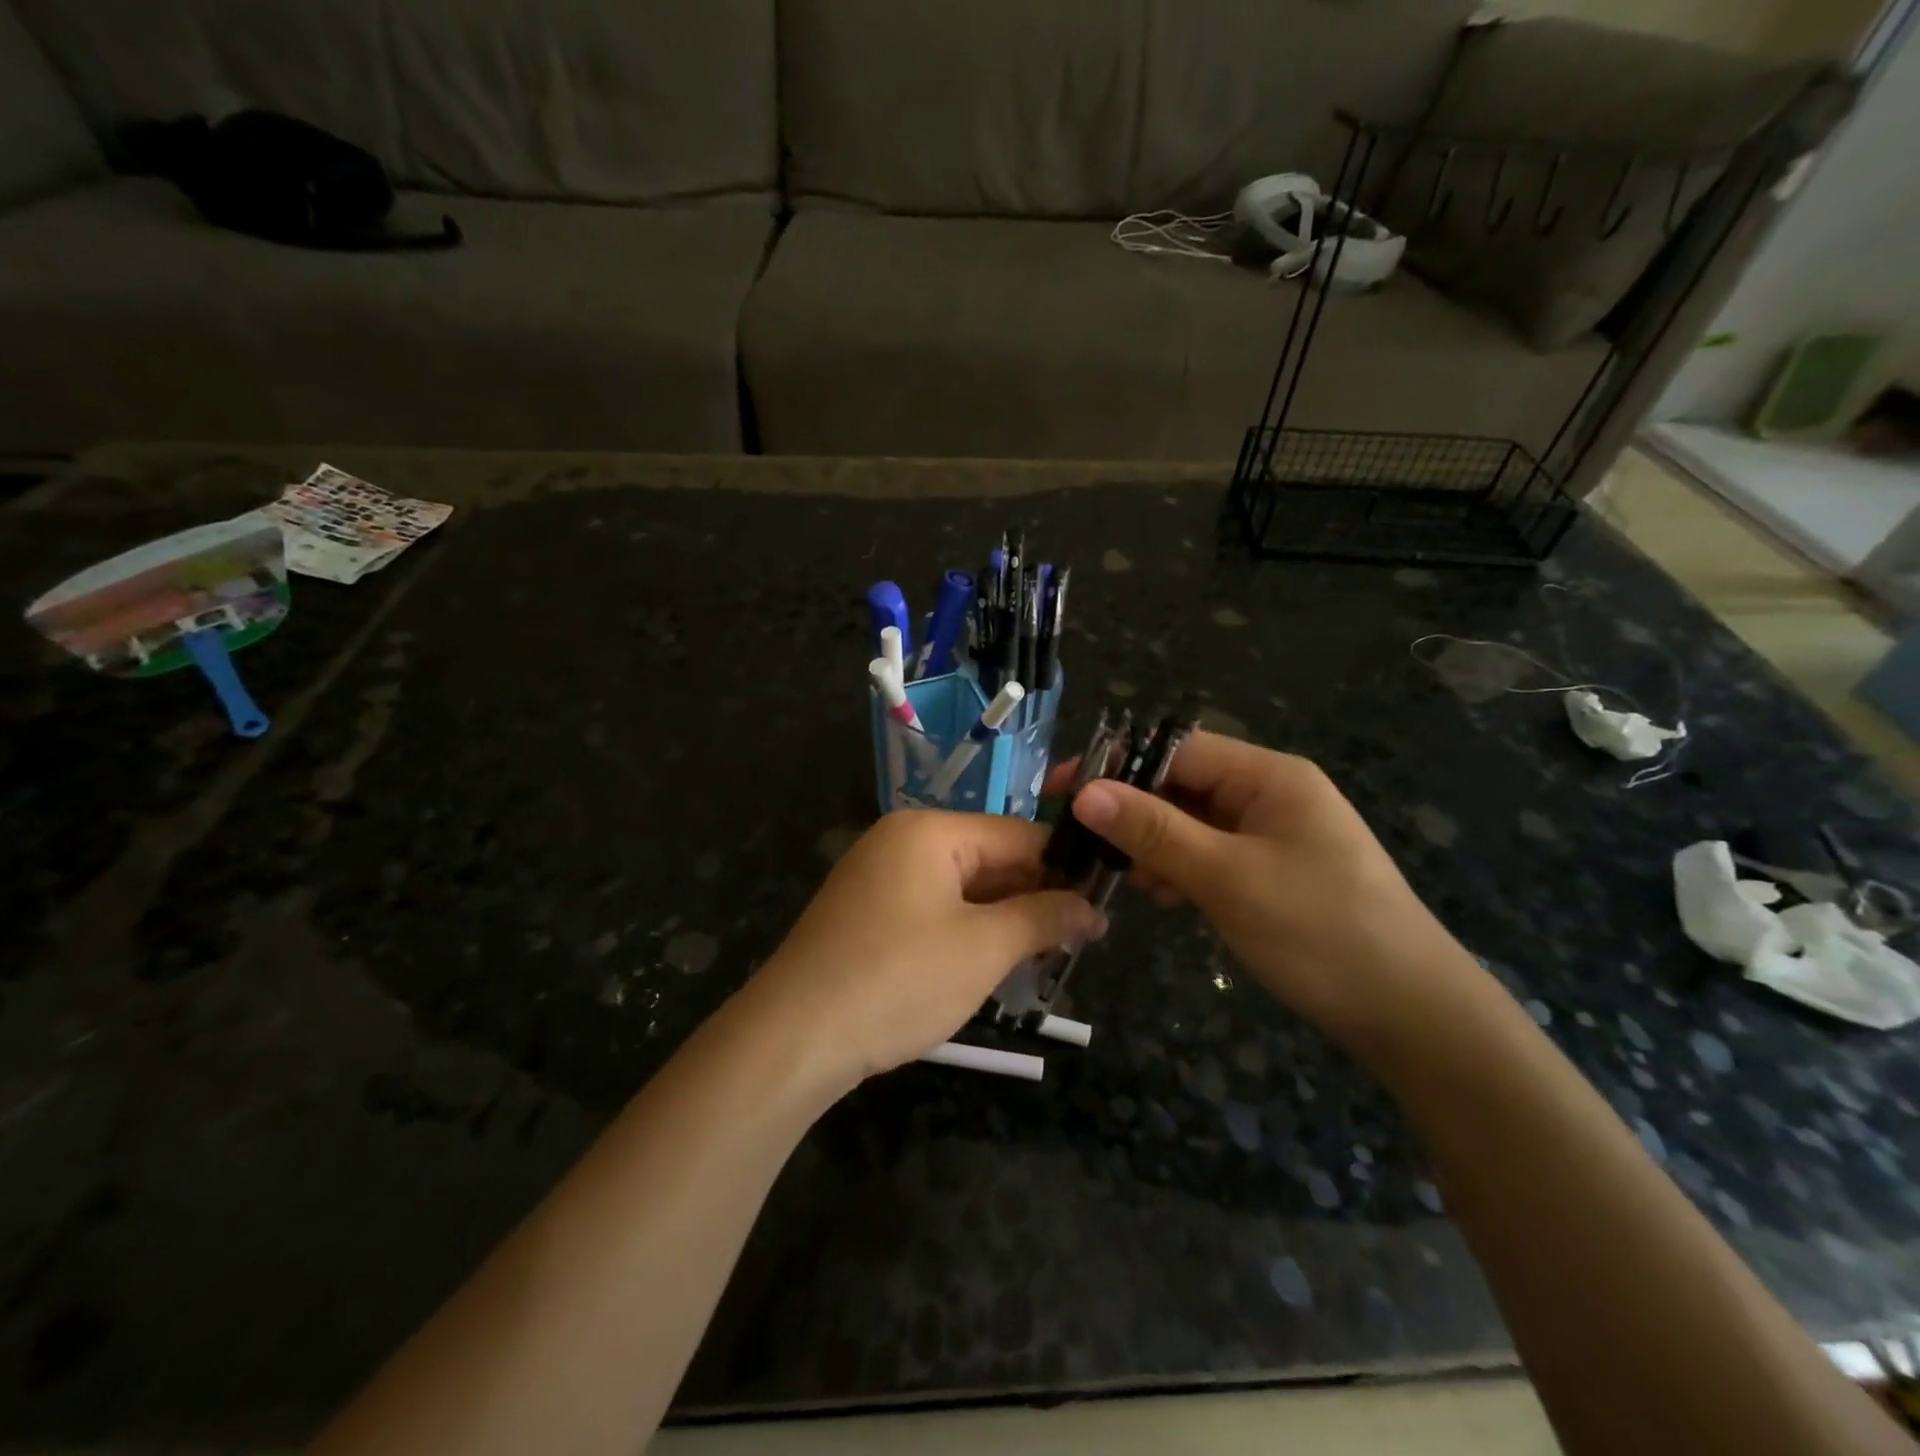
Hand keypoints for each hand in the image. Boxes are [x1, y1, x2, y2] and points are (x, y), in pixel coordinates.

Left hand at [747, 810, 1107, 1088]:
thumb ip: (1042, 918)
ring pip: (961, 889)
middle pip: (988, 859)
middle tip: (1080, 942)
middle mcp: (900, 842)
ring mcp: (878, 878)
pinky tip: (992, 965)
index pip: (1018, 835)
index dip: (1065, 869)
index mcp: (929, 831)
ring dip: (1003, 920)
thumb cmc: (898, 979)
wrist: (793, 1038)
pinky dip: (966, 933)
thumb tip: (1090, 908)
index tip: (1103, 906)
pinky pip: (932, 911)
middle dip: (1034, 899)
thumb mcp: (984, 948)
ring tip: (1046, 958)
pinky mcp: (866, 915)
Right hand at [1064, 732, 1477, 1053]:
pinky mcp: (1274, 871)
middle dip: (1132, 810)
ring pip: (1193, 822)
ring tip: (1119, 877)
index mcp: (1269, 776)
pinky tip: (1160, 895)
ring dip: (1153, 843)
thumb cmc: (1319, 931)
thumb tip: (1086, 791)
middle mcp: (1271, 794)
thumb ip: (1154, 831)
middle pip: (1183, 784)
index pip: (1177, 750)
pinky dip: (1180, 868)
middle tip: (1082, 842)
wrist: (1412, 1015)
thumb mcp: (1227, 877)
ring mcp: (1274, 834)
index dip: (1117, 765)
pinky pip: (1212, 853)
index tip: (1062, 791)